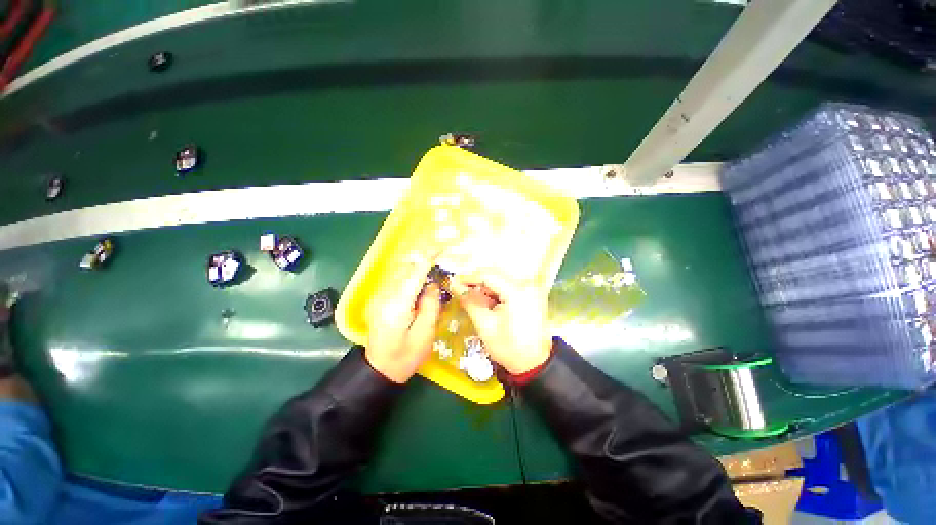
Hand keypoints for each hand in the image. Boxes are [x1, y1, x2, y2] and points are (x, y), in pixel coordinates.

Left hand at [365, 253, 442, 383]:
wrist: (379, 371)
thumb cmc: (405, 356)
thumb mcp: (425, 333)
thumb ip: (430, 305)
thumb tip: (432, 284)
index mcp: (397, 304)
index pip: (414, 274)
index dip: (427, 259)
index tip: (440, 248)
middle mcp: (384, 296)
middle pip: (405, 269)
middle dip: (422, 263)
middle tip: (441, 263)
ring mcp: (378, 298)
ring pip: (399, 274)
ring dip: (416, 269)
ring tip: (433, 273)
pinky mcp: (379, 301)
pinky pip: (396, 282)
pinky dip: (409, 278)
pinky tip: (420, 284)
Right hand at [451, 273, 552, 374]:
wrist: (534, 365)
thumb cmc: (509, 348)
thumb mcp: (485, 325)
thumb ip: (470, 302)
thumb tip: (455, 286)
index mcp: (517, 292)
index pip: (488, 275)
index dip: (469, 278)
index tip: (454, 282)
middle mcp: (527, 285)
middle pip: (496, 275)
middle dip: (477, 282)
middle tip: (461, 290)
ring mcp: (531, 289)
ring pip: (502, 279)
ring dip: (486, 286)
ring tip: (472, 297)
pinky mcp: (532, 295)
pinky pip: (509, 286)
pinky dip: (496, 291)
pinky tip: (487, 301)